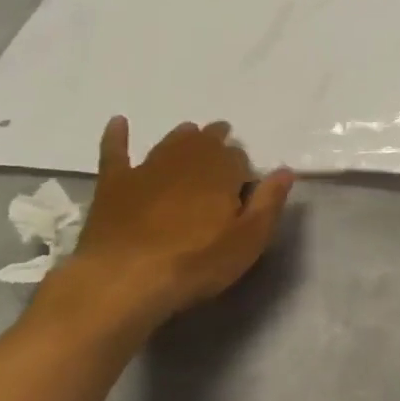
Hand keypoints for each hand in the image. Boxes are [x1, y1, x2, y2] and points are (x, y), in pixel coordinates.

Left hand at [59, 117, 294, 327]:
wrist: (124, 278)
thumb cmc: (197, 262)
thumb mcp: (248, 240)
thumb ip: (269, 202)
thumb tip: (285, 170)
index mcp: (221, 172)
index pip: (238, 156)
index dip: (243, 166)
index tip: (245, 180)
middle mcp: (186, 161)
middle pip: (205, 142)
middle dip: (216, 140)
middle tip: (223, 143)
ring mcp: (147, 170)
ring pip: (170, 143)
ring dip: (183, 136)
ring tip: (191, 132)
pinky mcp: (114, 185)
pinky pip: (115, 152)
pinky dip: (117, 136)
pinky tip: (118, 122)